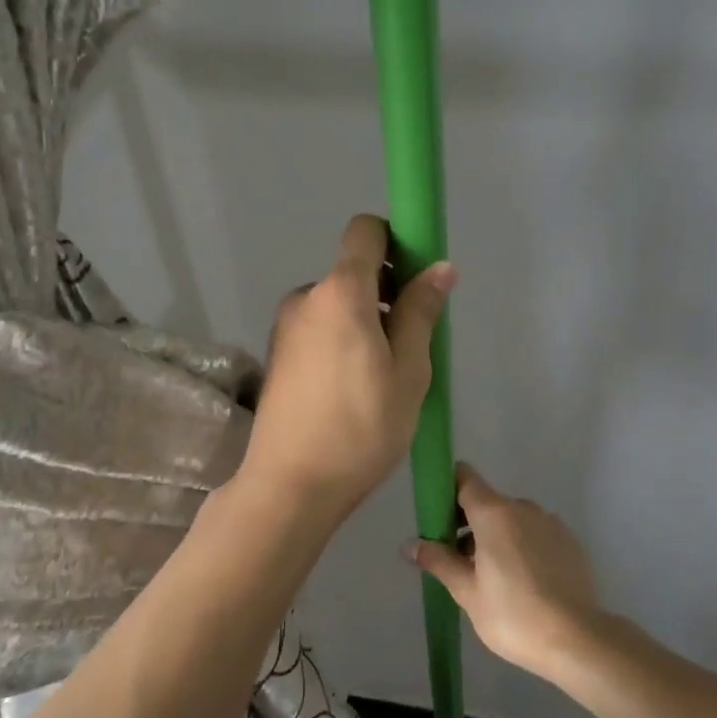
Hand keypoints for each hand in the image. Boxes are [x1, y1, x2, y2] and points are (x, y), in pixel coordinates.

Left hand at [238, 214, 455, 520]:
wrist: (290, 485)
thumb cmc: (361, 427)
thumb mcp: (408, 371)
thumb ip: (420, 312)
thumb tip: (439, 267)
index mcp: (340, 293)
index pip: (365, 232)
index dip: (396, 241)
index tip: (417, 278)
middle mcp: (306, 298)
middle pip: (353, 271)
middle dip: (386, 292)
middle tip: (410, 344)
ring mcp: (286, 327)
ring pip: (337, 305)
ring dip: (364, 322)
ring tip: (383, 377)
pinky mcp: (278, 355)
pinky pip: (319, 329)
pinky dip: (342, 341)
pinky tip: (353, 389)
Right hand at [407, 464, 604, 679]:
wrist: (577, 639)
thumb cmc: (512, 614)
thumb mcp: (466, 591)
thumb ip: (438, 561)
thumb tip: (409, 544)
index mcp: (494, 512)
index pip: (465, 478)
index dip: (447, 488)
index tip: (436, 515)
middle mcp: (523, 507)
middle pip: (487, 501)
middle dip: (468, 523)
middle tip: (458, 561)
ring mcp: (550, 522)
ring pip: (512, 519)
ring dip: (495, 537)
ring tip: (490, 578)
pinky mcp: (570, 541)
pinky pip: (535, 534)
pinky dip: (522, 547)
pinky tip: (522, 583)